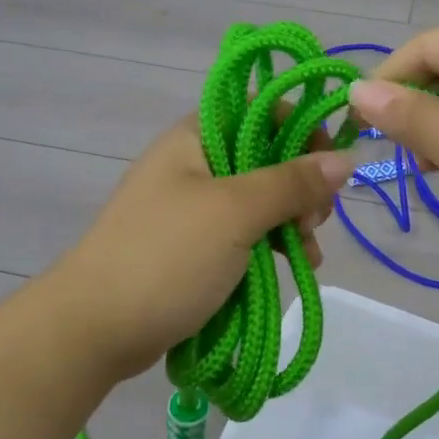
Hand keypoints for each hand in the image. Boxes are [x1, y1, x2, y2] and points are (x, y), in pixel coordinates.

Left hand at [43, 117, 352, 380]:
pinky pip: (244, 233)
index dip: (301, 128)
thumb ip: (292, 182)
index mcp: (197, 136)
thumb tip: (346, 159)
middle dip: (300, 186)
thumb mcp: (235, 213)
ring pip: (259, 199)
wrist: (93, 328)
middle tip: (314, 220)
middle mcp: (195, 162)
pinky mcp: (193, 245)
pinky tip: (295, 266)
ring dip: (291, 221)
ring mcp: (192, 206)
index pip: (261, 109)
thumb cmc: (166, 256)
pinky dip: (272, 245)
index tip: (329, 164)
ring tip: (307, 254)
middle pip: (266, 156)